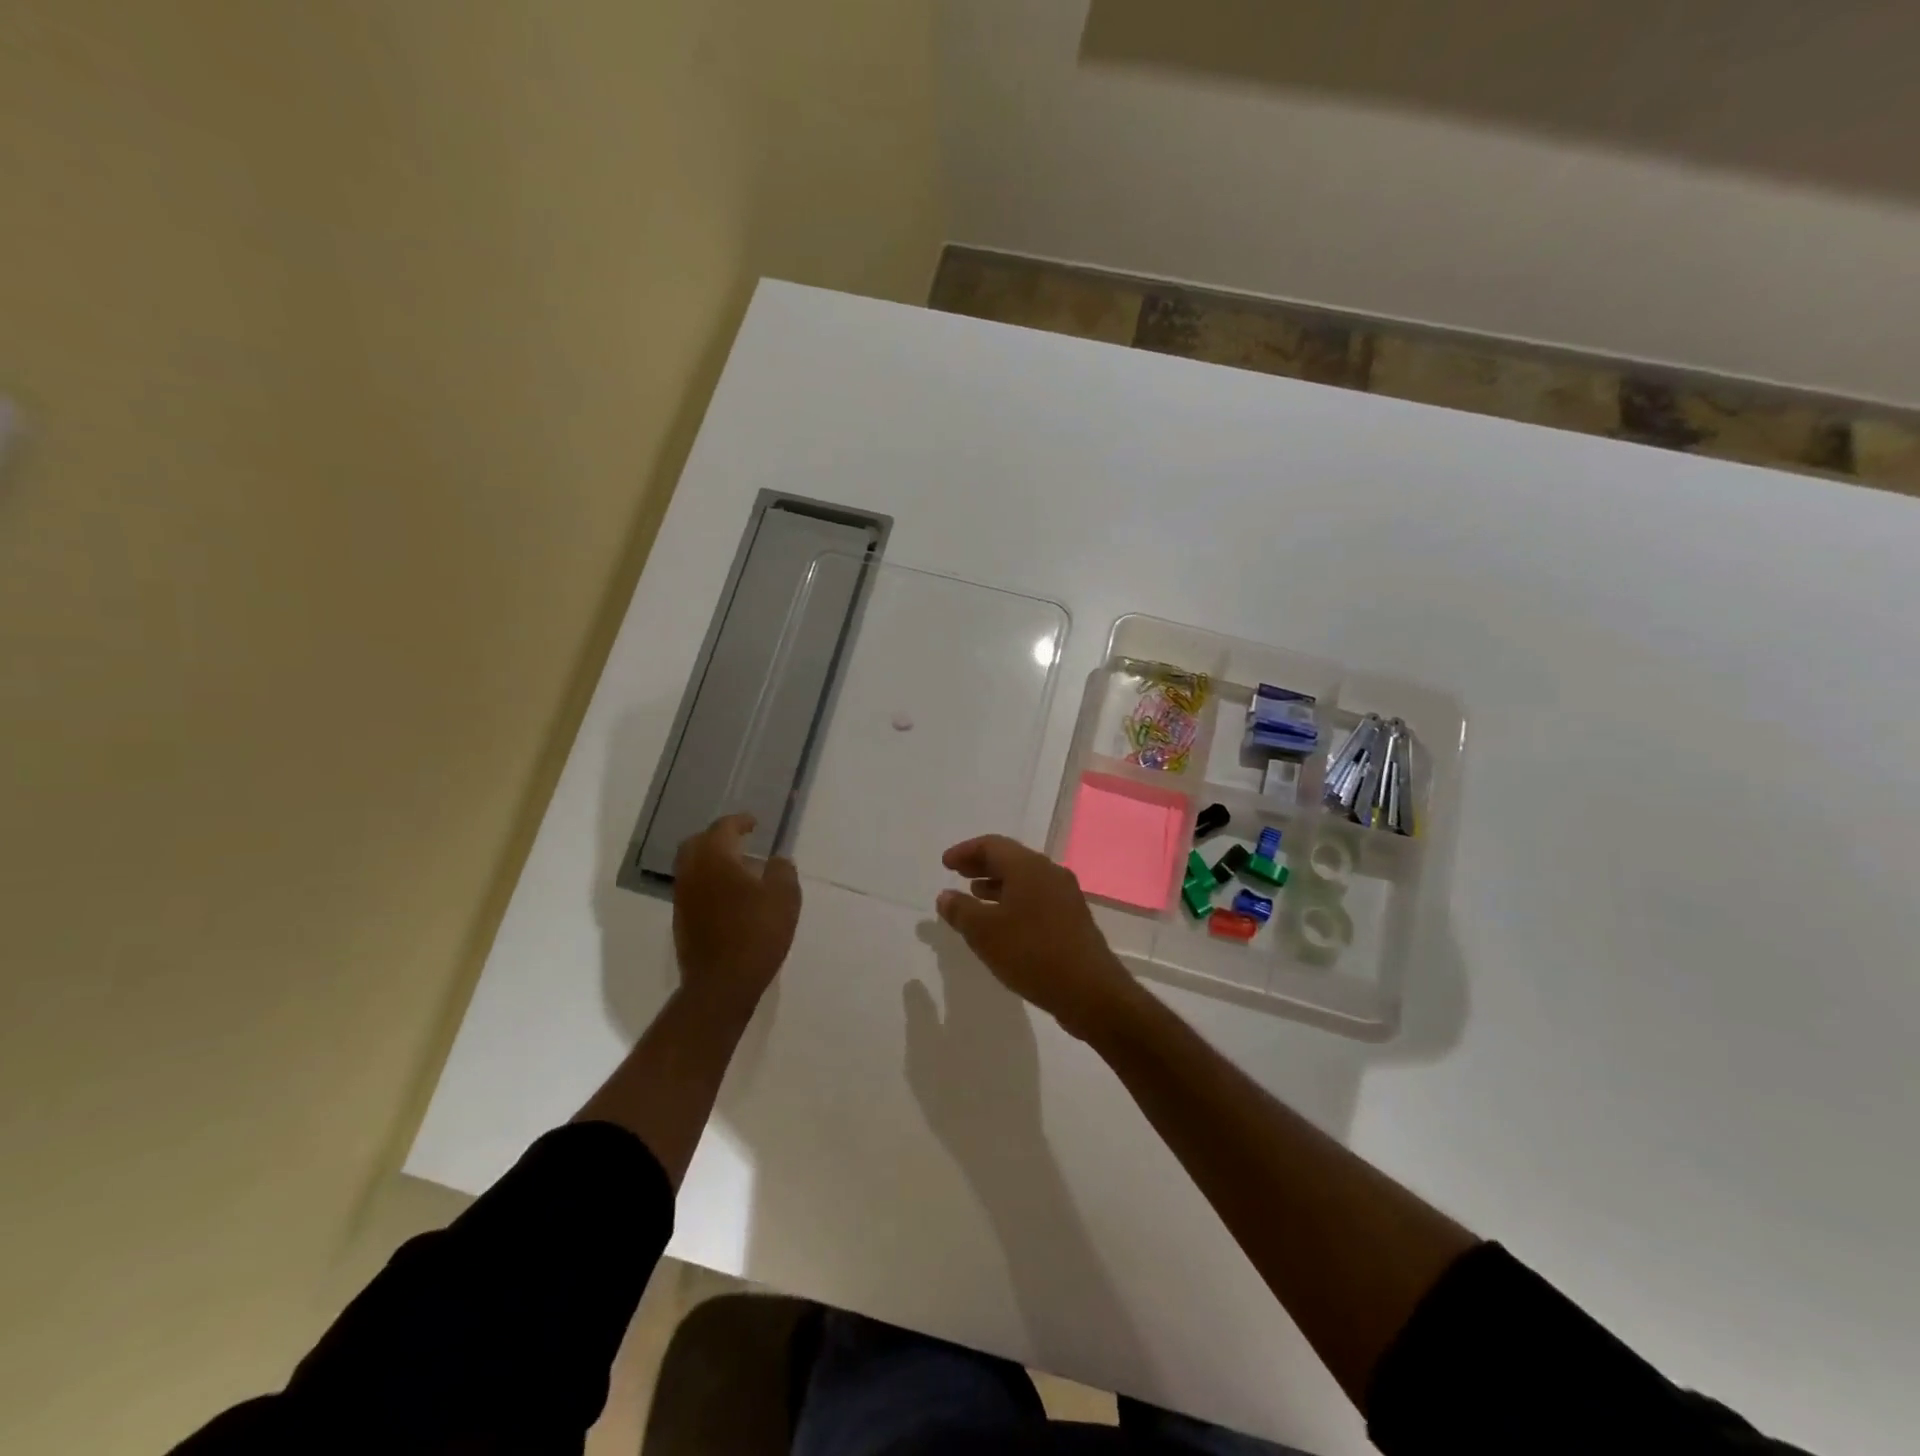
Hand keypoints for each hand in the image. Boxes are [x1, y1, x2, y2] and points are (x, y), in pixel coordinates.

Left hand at [672, 814, 800, 1018]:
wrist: (722, 983)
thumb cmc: (757, 933)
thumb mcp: (784, 897)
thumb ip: (782, 871)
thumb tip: (776, 861)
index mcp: (715, 859)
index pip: (723, 828)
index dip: (739, 822)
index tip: (754, 823)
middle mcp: (692, 873)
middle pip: (697, 843)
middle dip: (717, 837)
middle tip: (739, 840)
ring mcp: (683, 898)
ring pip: (692, 867)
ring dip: (711, 861)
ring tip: (737, 869)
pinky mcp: (681, 921)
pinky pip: (693, 889)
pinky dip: (708, 882)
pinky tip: (729, 897)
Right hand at [936, 835, 1138, 1039]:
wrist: (1090, 991)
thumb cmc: (1031, 953)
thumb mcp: (985, 933)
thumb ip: (961, 911)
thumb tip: (945, 896)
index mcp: (1029, 867)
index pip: (992, 845)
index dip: (965, 851)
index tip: (945, 864)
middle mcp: (1050, 873)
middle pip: (1010, 858)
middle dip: (981, 864)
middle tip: (957, 873)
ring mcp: (1065, 895)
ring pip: (1025, 879)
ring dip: (997, 883)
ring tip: (975, 895)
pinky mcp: (1072, 917)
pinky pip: (1036, 897)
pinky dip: (1014, 900)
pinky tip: (1003, 921)